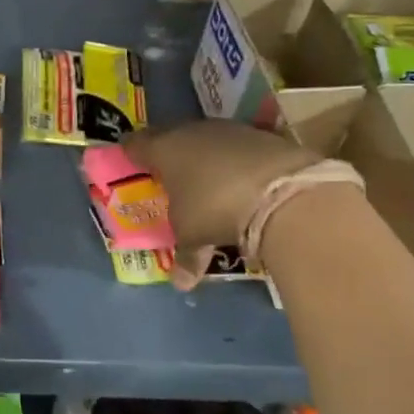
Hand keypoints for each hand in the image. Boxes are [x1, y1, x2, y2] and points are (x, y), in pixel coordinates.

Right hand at [124, 121, 319, 287]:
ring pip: (208, 140)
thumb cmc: (215, 209)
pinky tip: (243, 182)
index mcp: (164, 149)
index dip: (131, 153)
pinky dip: (237, 163)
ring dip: (206, 158)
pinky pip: (240, 148)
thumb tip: (181, 283)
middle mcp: (193, 132)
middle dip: (170, 154)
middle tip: (168, 174)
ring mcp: (231, 130)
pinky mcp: (264, 136)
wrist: (283, 192)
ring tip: (208, 181)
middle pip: (172, 137)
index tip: (130, 161)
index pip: (136, 144)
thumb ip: (185, 256)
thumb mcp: (193, 237)